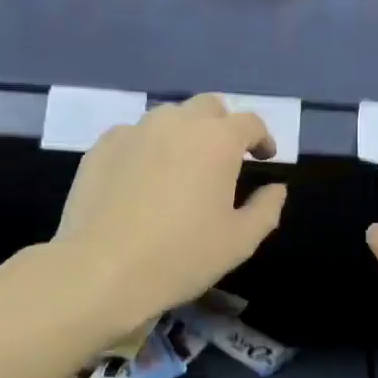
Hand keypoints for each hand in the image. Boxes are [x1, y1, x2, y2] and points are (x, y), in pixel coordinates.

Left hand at [53, 94, 285, 337]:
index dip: (262, 139)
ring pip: (169, 118)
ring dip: (184, 134)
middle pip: (209, 107)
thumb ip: (266, 209)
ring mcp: (135, 130)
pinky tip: (142, 179)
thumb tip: (276, 189)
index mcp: (217, 140)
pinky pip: (134, 136)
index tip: (263, 159)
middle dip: (223, 126)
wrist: (101, 269)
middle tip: (224, 159)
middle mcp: (177, 123)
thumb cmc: (181, 256)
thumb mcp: (239, 242)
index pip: (250, 122)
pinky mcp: (102, 146)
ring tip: (182, 168)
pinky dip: (147, 148)